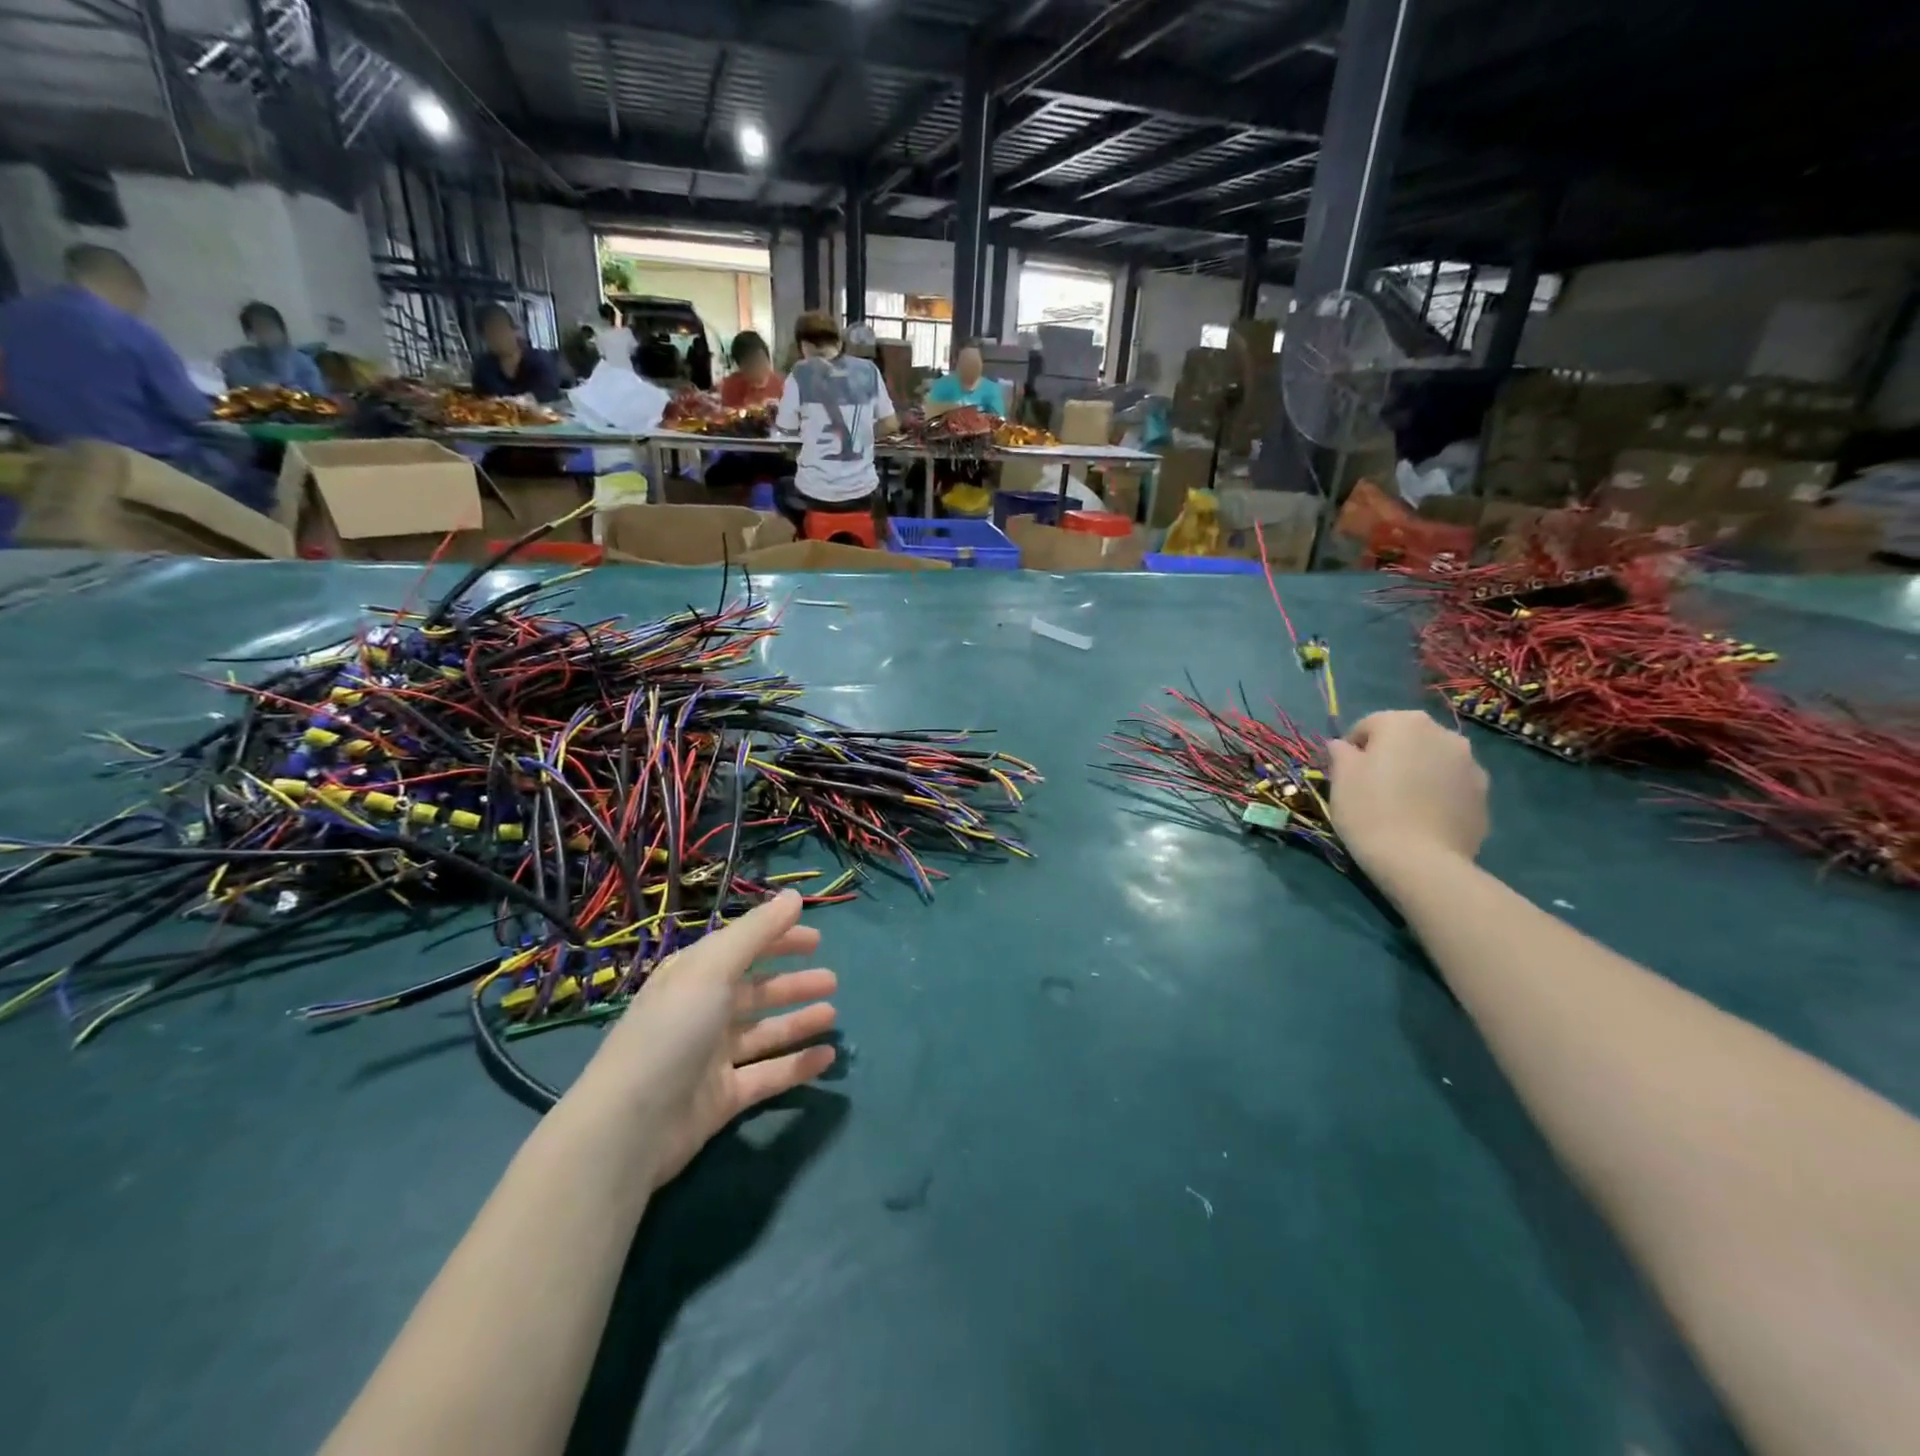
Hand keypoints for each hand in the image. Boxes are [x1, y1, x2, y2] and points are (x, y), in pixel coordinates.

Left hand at [567, 891, 837, 1187]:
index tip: (817, 939)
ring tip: (832, 1014)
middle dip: (792, 983)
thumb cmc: (672, 1032)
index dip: (777, 939)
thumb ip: (757, 932)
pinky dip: (796, 1065)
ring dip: (798, 1021)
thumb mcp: (712, 970)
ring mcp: (711, 1057)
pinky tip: (826, 1056)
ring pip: (764, 1032)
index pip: (741, 948)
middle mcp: (701, 1012)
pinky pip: (767, 1075)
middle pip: (755, 991)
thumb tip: (794, 896)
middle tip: (832, 980)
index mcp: (692, 977)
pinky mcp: (722, 1098)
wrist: (628, 1128)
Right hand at [1326, 710, 1489, 875]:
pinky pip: (1452, 786)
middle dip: (1390, 756)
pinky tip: (1423, 819)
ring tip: (1401, 805)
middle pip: (1406, 739)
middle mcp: (1444, 734)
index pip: (1369, 725)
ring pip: (1432, 761)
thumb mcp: (1340, 779)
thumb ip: (1341, 753)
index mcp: (1404, 723)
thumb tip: (1343, 746)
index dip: (1352, 748)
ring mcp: (1471, 765)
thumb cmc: (1370, 811)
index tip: (1344, 774)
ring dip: (1417, 772)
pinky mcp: (1484, 795)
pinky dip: (1438, 794)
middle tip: (1372, 787)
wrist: (1421, 862)